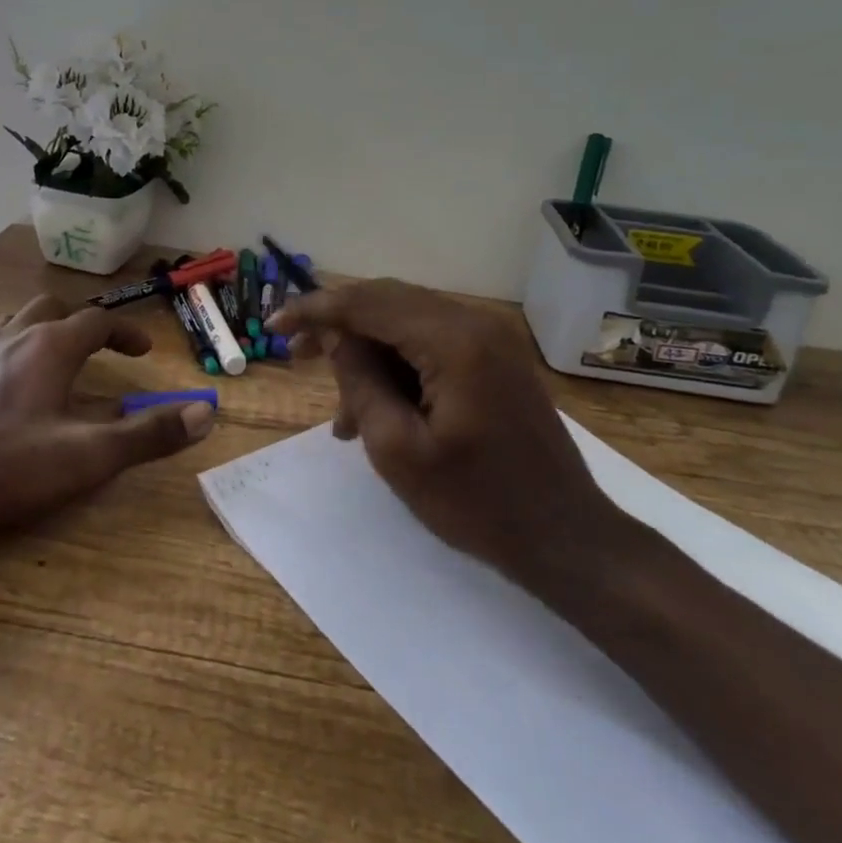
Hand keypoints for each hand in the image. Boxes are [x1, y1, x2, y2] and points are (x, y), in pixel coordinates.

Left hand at [0, 294, 214, 535]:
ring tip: (52, 359)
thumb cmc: (5, 464)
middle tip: (99, 347)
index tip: (143, 352)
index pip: (98, 322)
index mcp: (50, 347)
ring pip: (13, 323)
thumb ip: (147, 434)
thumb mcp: (88, 456)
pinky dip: (1, 355)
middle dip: (81, 322)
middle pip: (52, 308)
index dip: (125, 333)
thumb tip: (205, 413)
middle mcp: (11, 338)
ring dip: (40, 331)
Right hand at [270, 279, 622, 594]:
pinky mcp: (495, 360)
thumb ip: (360, 382)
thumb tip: (336, 338)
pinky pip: (431, 345)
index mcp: (453, 341)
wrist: (567, 539)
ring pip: (406, 324)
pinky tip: (377, 409)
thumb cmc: (478, 503)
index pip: (368, 303)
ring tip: (341, 413)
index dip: (316, 309)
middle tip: (296, 354)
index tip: (274, 324)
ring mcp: (490, 340)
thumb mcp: (398, 450)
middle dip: (338, 325)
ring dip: (367, 353)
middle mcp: (475, 323)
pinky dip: (397, 366)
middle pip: (387, 302)